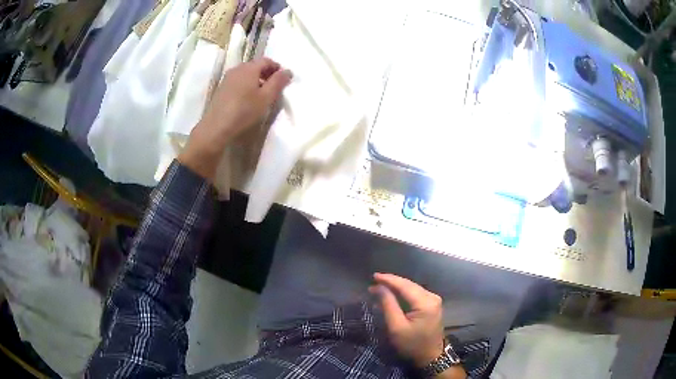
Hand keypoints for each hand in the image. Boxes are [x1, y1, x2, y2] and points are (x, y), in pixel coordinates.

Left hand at [179, 57, 291, 179]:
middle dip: (267, 73)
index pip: (267, 61)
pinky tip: (248, 98)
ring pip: (246, 73)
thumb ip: (278, 82)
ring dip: (256, 79)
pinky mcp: (221, 88)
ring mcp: (227, 78)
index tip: (284, 79)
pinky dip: (246, 85)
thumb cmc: (244, 111)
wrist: (216, 128)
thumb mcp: (266, 98)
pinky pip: (238, 81)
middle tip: (275, 86)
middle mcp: (237, 69)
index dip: (277, 68)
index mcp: (249, 68)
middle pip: (255, 65)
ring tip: (262, 94)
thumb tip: (288, 71)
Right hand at [371, 273, 445, 367]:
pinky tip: (393, 293)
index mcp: (425, 302)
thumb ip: (388, 305)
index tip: (373, 276)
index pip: (404, 285)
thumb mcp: (396, 327)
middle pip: (409, 285)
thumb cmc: (412, 344)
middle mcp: (432, 297)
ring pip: (412, 288)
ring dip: (397, 287)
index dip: (388, 279)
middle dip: (392, 282)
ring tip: (380, 286)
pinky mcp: (432, 305)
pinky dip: (403, 292)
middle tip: (374, 281)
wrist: (430, 357)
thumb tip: (379, 287)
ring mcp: (434, 300)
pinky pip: (415, 294)